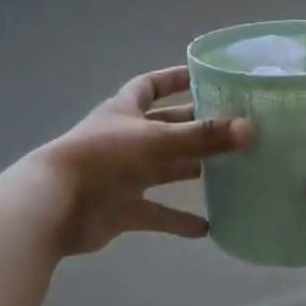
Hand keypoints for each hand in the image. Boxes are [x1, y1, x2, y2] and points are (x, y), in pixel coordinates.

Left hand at [35, 67, 253, 256]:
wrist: (54, 206)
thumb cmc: (104, 158)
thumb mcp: (158, 141)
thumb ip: (205, 136)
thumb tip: (251, 129)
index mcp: (125, 111)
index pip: (151, 86)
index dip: (175, 79)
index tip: (205, 77)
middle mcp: (124, 139)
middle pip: (164, 128)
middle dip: (194, 128)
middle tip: (232, 129)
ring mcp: (121, 175)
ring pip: (162, 170)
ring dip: (189, 170)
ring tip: (227, 172)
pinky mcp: (120, 209)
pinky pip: (155, 213)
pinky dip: (177, 220)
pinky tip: (207, 228)